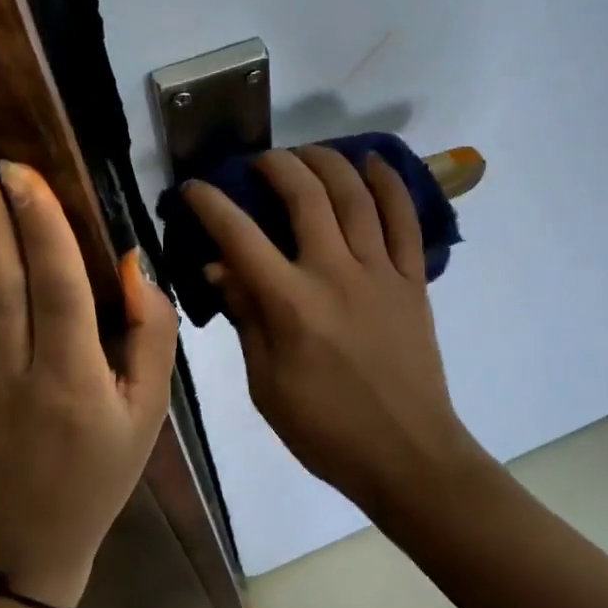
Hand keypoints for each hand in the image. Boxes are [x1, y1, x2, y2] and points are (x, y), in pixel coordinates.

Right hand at [183, 146, 482, 512]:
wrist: (407, 454)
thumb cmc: (325, 429)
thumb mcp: (265, 384)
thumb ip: (246, 317)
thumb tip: (218, 267)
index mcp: (291, 305)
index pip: (240, 237)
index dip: (211, 204)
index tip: (194, 187)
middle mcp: (335, 274)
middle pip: (304, 196)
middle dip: (276, 165)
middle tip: (259, 162)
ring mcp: (380, 272)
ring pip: (354, 196)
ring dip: (327, 162)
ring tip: (307, 153)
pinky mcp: (413, 280)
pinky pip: (405, 219)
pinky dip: (390, 184)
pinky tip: (372, 161)